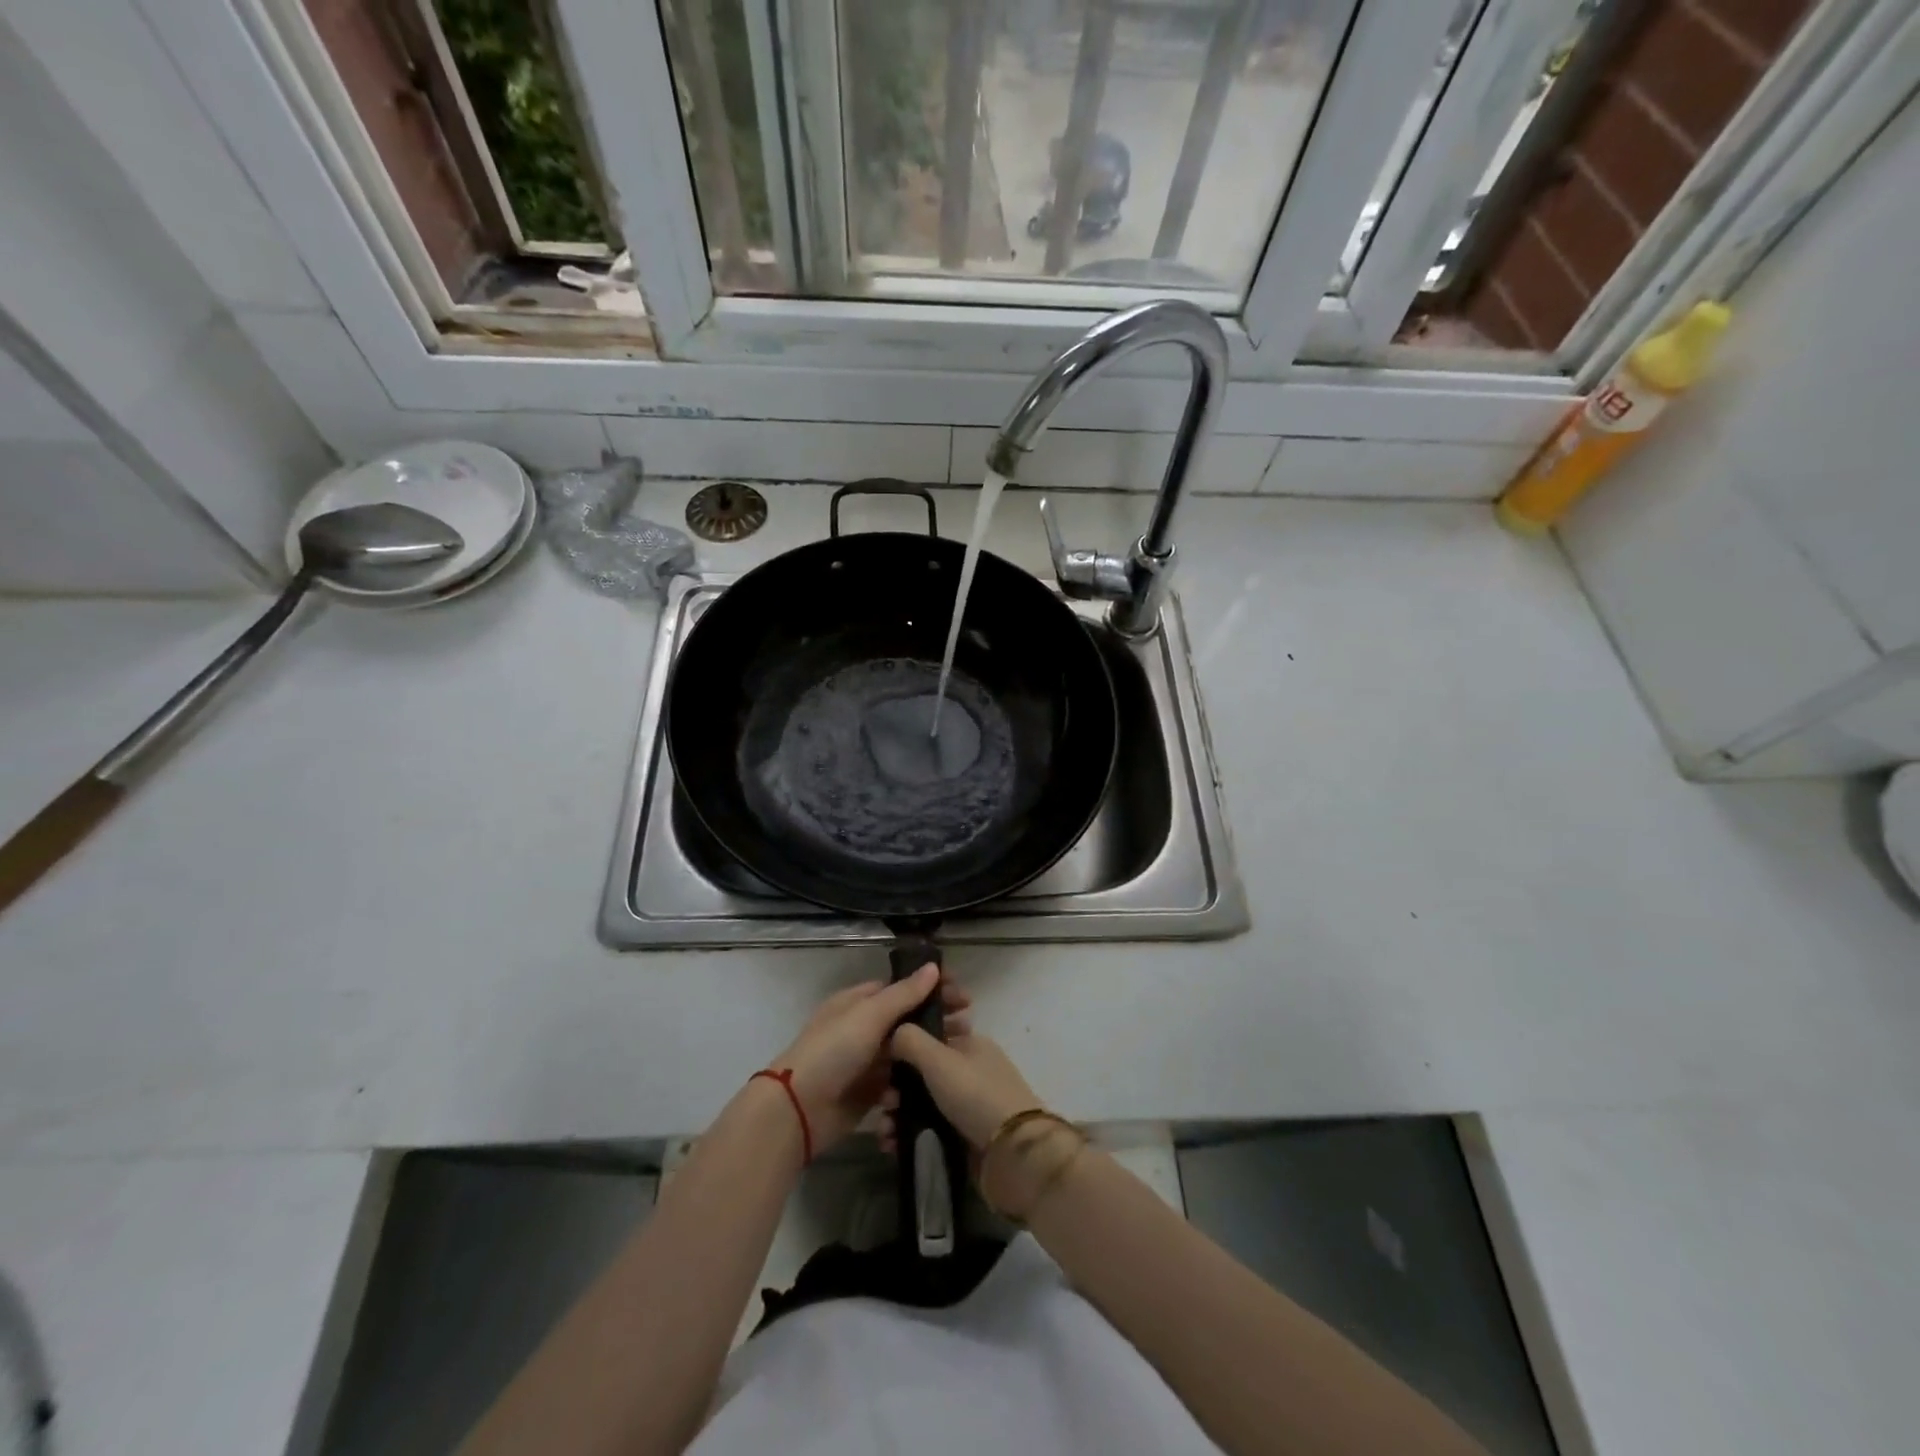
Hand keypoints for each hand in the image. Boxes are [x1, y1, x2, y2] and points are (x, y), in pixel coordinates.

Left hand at [770, 966, 971, 1152]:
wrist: (799, 1109)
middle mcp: (862, 1028)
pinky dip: (916, 1079)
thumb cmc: (833, 1051)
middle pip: (907, 1018)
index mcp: (858, 1002)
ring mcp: (866, 1061)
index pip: (901, 987)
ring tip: (961, 1051)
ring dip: (931, 1049)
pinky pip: (899, 1081)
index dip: (931, 987)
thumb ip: (903, 994)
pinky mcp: (870, 1091)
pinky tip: (938, 1080)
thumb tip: (933, 967)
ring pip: (906, 1050)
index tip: (961, 991)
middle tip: (969, 1022)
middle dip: (937, 1018)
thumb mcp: (869, 1016)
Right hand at [884, 1017, 1040, 1148]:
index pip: (929, 1035)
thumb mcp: (939, 1059)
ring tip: (884, 1131)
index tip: (880, 1063)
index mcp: (969, 1044)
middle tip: (883, 1103)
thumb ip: (911, 1040)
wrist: (1013, 1153)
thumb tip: (893, 1032)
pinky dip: (909, 1135)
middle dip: (896, 1087)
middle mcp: (969, 1070)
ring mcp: (968, 1104)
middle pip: (922, 1072)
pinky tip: (892, 1145)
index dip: (902, 1047)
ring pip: (922, 1102)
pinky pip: (928, 1129)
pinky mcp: (964, 1135)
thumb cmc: (975, 1095)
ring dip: (898, 1114)